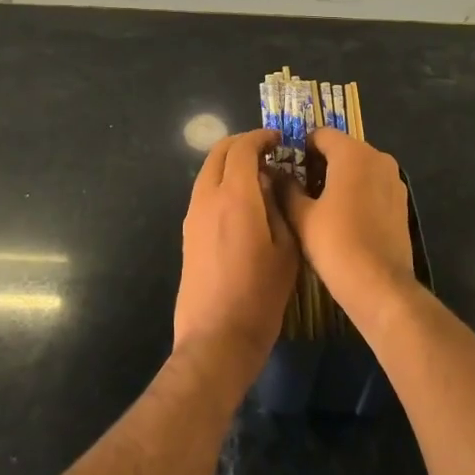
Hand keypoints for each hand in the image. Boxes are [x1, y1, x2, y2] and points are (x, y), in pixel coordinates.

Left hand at [176, 130, 298, 375]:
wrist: (216, 337)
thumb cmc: (260, 295)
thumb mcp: (286, 249)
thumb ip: (279, 206)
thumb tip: (271, 182)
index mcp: (234, 196)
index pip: (242, 148)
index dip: (261, 137)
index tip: (280, 139)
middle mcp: (207, 198)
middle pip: (218, 153)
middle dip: (242, 144)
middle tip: (269, 152)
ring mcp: (192, 216)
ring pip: (208, 172)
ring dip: (230, 164)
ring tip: (260, 176)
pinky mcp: (188, 234)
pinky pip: (204, 193)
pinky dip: (222, 183)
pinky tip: (244, 202)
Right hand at [274, 128, 414, 327]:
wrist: (379, 285)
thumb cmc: (336, 244)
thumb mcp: (301, 216)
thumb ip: (286, 188)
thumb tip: (276, 174)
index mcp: (353, 153)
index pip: (320, 134)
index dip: (299, 149)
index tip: (285, 169)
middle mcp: (378, 157)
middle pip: (341, 148)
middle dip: (318, 163)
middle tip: (296, 188)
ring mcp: (394, 179)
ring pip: (357, 167)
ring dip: (337, 177)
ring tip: (316, 204)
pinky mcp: (401, 201)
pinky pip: (372, 184)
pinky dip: (355, 191)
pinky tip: (340, 217)